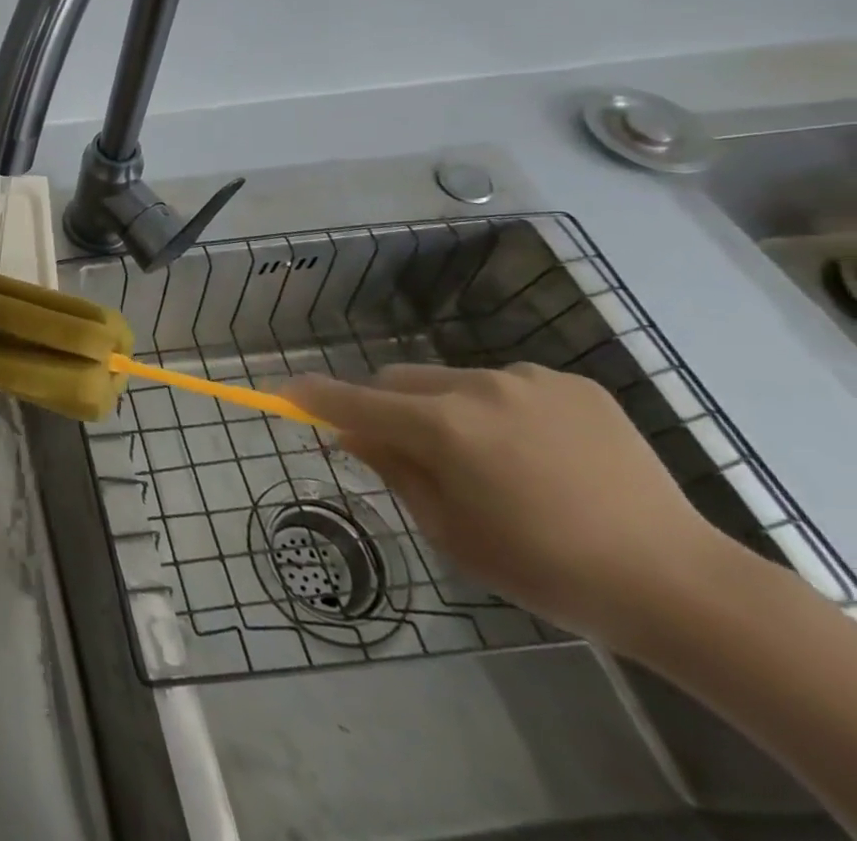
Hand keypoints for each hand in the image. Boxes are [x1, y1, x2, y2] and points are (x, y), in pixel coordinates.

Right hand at [284, 362, 730, 649]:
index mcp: (441, 428)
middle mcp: (474, 388)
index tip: (283, 390)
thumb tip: (352, 435)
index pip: (354, 401)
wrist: (680, 584)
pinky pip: (508, 385)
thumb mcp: (451, 532)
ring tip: (496, 462)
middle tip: (413, 452)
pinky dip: (503, 410)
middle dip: (390, 407)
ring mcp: (526, 380)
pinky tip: (542, 454)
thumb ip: (394, 472)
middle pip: (399, 379)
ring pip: (453, 380)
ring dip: (448, 409)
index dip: (313, 395)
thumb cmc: (546, 569)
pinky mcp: (571, 384)